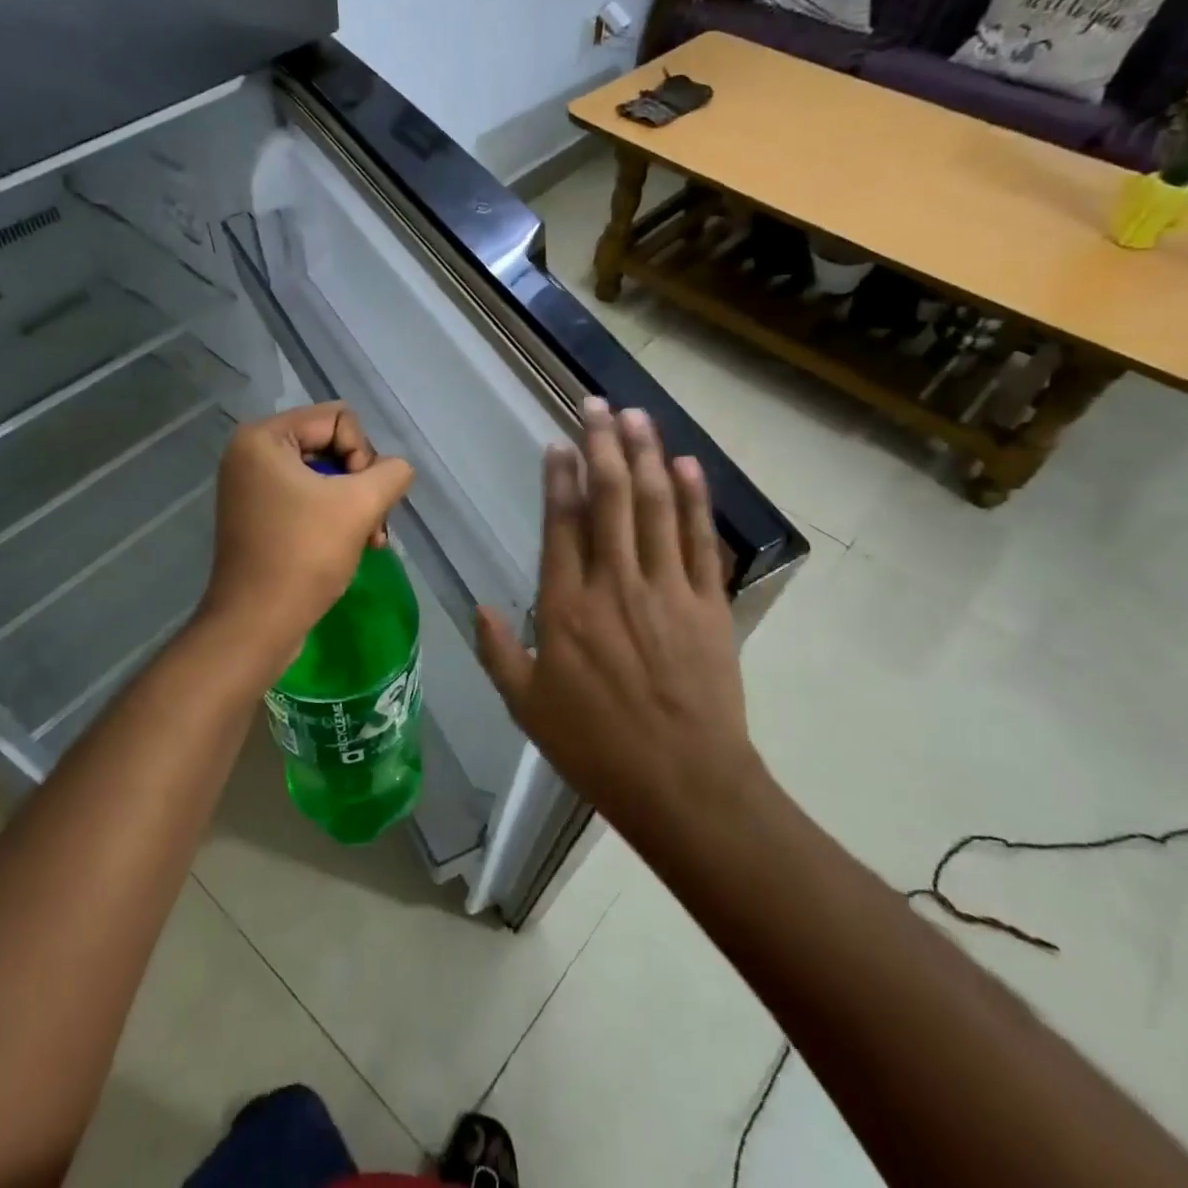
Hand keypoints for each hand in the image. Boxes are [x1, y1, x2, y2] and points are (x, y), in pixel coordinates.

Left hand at [198, 403, 413, 658]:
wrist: (257, 624)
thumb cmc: (304, 555)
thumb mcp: (359, 505)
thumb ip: (391, 473)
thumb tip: (397, 470)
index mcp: (263, 438)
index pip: (339, 418)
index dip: (363, 454)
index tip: (360, 497)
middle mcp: (252, 454)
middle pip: (332, 445)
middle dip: (361, 483)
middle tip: (374, 522)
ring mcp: (253, 487)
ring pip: (326, 476)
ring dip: (355, 504)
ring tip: (372, 539)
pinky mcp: (260, 516)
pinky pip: (309, 499)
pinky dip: (335, 518)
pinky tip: (357, 545)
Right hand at [475, 398, 753, 833]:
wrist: (684, 784)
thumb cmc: (597, 748)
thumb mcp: (528, 708)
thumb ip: (500, 652)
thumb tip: (479, 607)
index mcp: (567, 608)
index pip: (562, 524)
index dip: (560, 478)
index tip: (559, 444)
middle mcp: (615, 584)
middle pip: (609, 498)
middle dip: (602, 444)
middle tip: (596, 404)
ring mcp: (666, 589)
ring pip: (654, 505)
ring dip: (646, 455)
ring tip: (636, 416)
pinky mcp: (708, 602)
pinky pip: (698, 538)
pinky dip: (694, 498)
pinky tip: (687, 465)